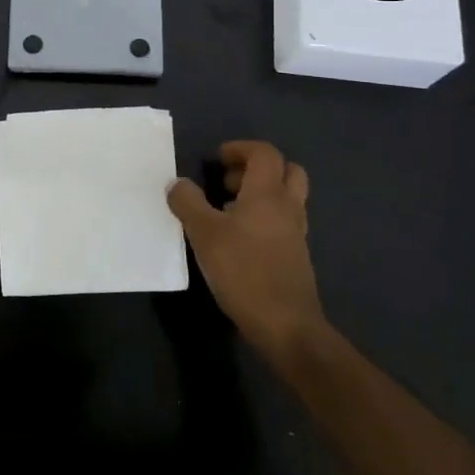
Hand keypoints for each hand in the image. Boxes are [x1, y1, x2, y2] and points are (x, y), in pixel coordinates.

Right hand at [167, 140, 328, 363]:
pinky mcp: (296, 257)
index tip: (217, 159)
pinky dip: (264, 218)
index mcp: (268, 194)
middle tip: (228, 182)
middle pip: (287, 170)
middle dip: (258, 168)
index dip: (241, 149)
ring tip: (227, 210)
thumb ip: (188, 203)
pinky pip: (284, 222)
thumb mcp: (204, 234)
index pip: (265, 153)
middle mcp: (288, 207)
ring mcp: (296, 233)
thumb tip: (177, 183)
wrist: (286, 326)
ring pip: (287, 198)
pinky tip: (239, 239)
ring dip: (261, 194)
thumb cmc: (244, 271)